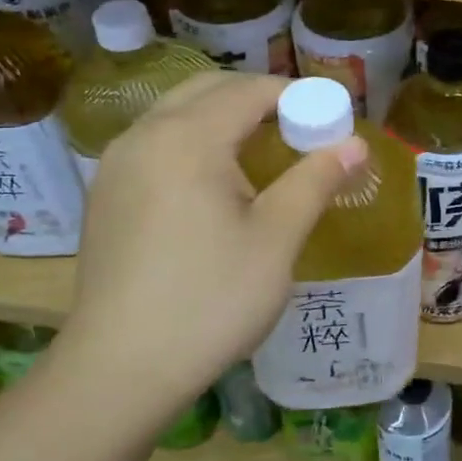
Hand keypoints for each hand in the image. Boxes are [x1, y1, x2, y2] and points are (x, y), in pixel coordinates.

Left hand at [55, 73, 364, 423]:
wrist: (120, 370)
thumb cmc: (211, 300)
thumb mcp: (277, 239)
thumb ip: (315, 180)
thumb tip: (355, 144)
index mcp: (186, 139)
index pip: (249, 90)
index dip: (297, 95)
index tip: (332, 118)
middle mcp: (143, 137)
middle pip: (208, 89)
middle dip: (259, 98)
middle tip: (301, 130)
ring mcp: (116, 166)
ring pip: (177, 114)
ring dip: (224, 117)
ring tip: (265, 153)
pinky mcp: (106, 196)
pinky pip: (157, 143)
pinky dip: (194, 141)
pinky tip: (217, 184)